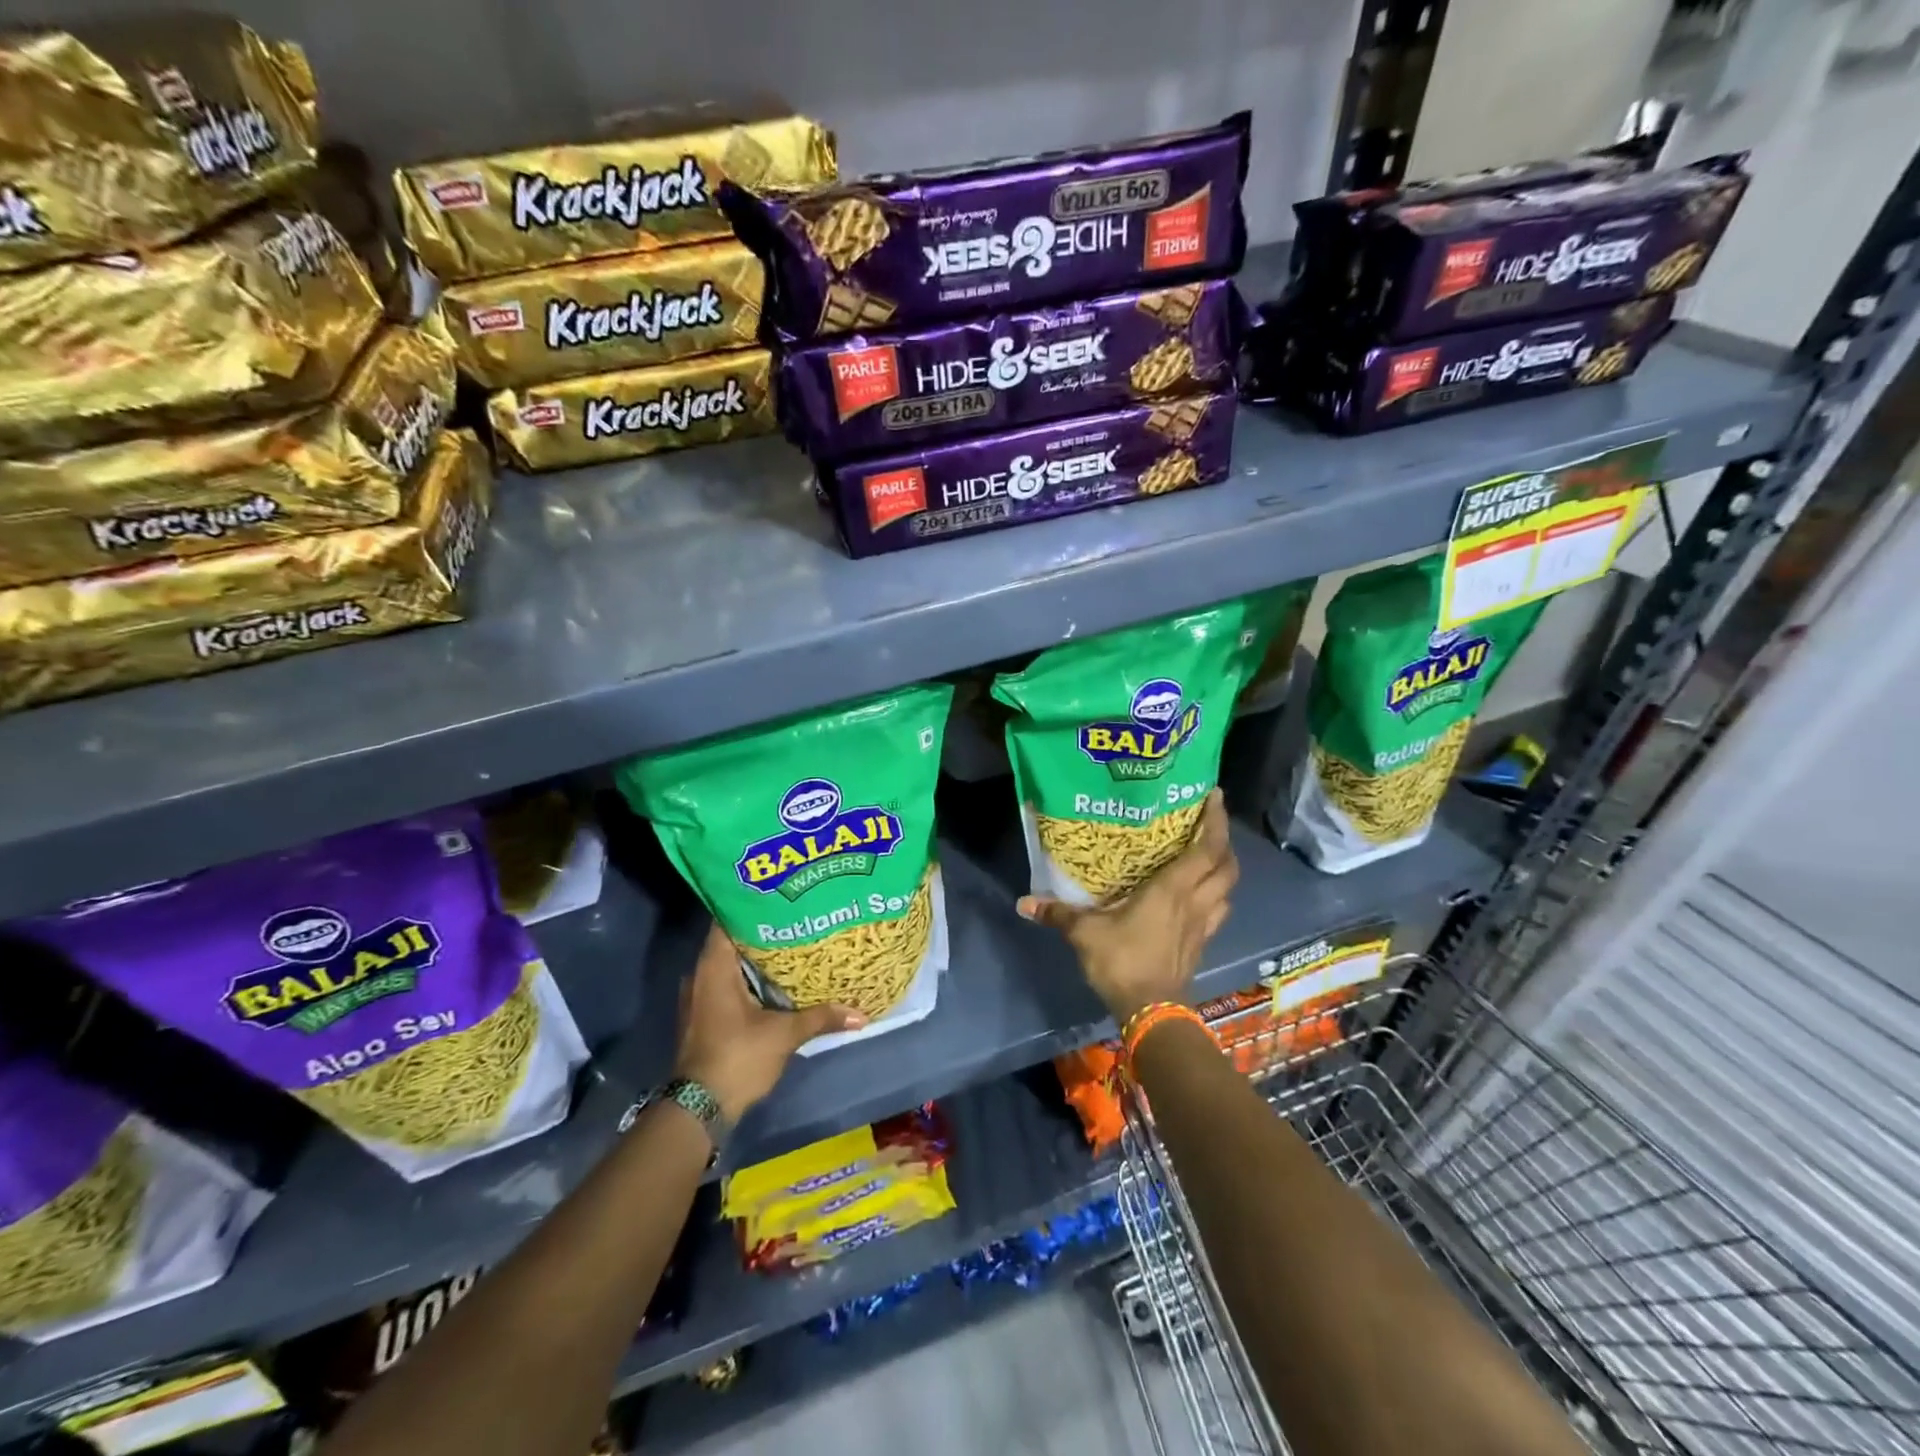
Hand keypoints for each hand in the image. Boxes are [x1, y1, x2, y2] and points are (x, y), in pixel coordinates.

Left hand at [672, 924, 864, 1121]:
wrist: (699, 1109)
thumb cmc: (737, 1057)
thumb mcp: (784, 1035)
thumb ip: (820, 1017)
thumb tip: (862, 1013)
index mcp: (714, 968)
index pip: (727, 920)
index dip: (752, 905)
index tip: (780, 896)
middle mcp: (700, 975)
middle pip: (732, 941)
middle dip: (762, 931)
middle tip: (797, 918)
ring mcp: (698, 997)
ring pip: (729, 965)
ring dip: (755, 958)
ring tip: (792, 945)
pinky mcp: (704, 1016)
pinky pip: (726, 984)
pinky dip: (748, 979)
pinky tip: (775, 981)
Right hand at [1018, 789, 1237, 1024]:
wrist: (1150, 1011)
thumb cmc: (1122, 961)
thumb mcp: (1084, 933)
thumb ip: (1057, 913)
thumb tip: (1024, 901)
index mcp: (1173, 889)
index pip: (1207, 848)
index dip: (1215, 821)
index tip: (1214, 796)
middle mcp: (1195, 901)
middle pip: (1226, 865)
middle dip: (1223, 841)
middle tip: (1209, 823)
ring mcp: (1203, 924)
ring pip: (1228, 888)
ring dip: (1224, 868)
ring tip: (1208, 854)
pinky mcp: (1201, 943)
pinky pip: (1218, 910)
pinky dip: (1216, 895)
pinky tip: (1201, 894)